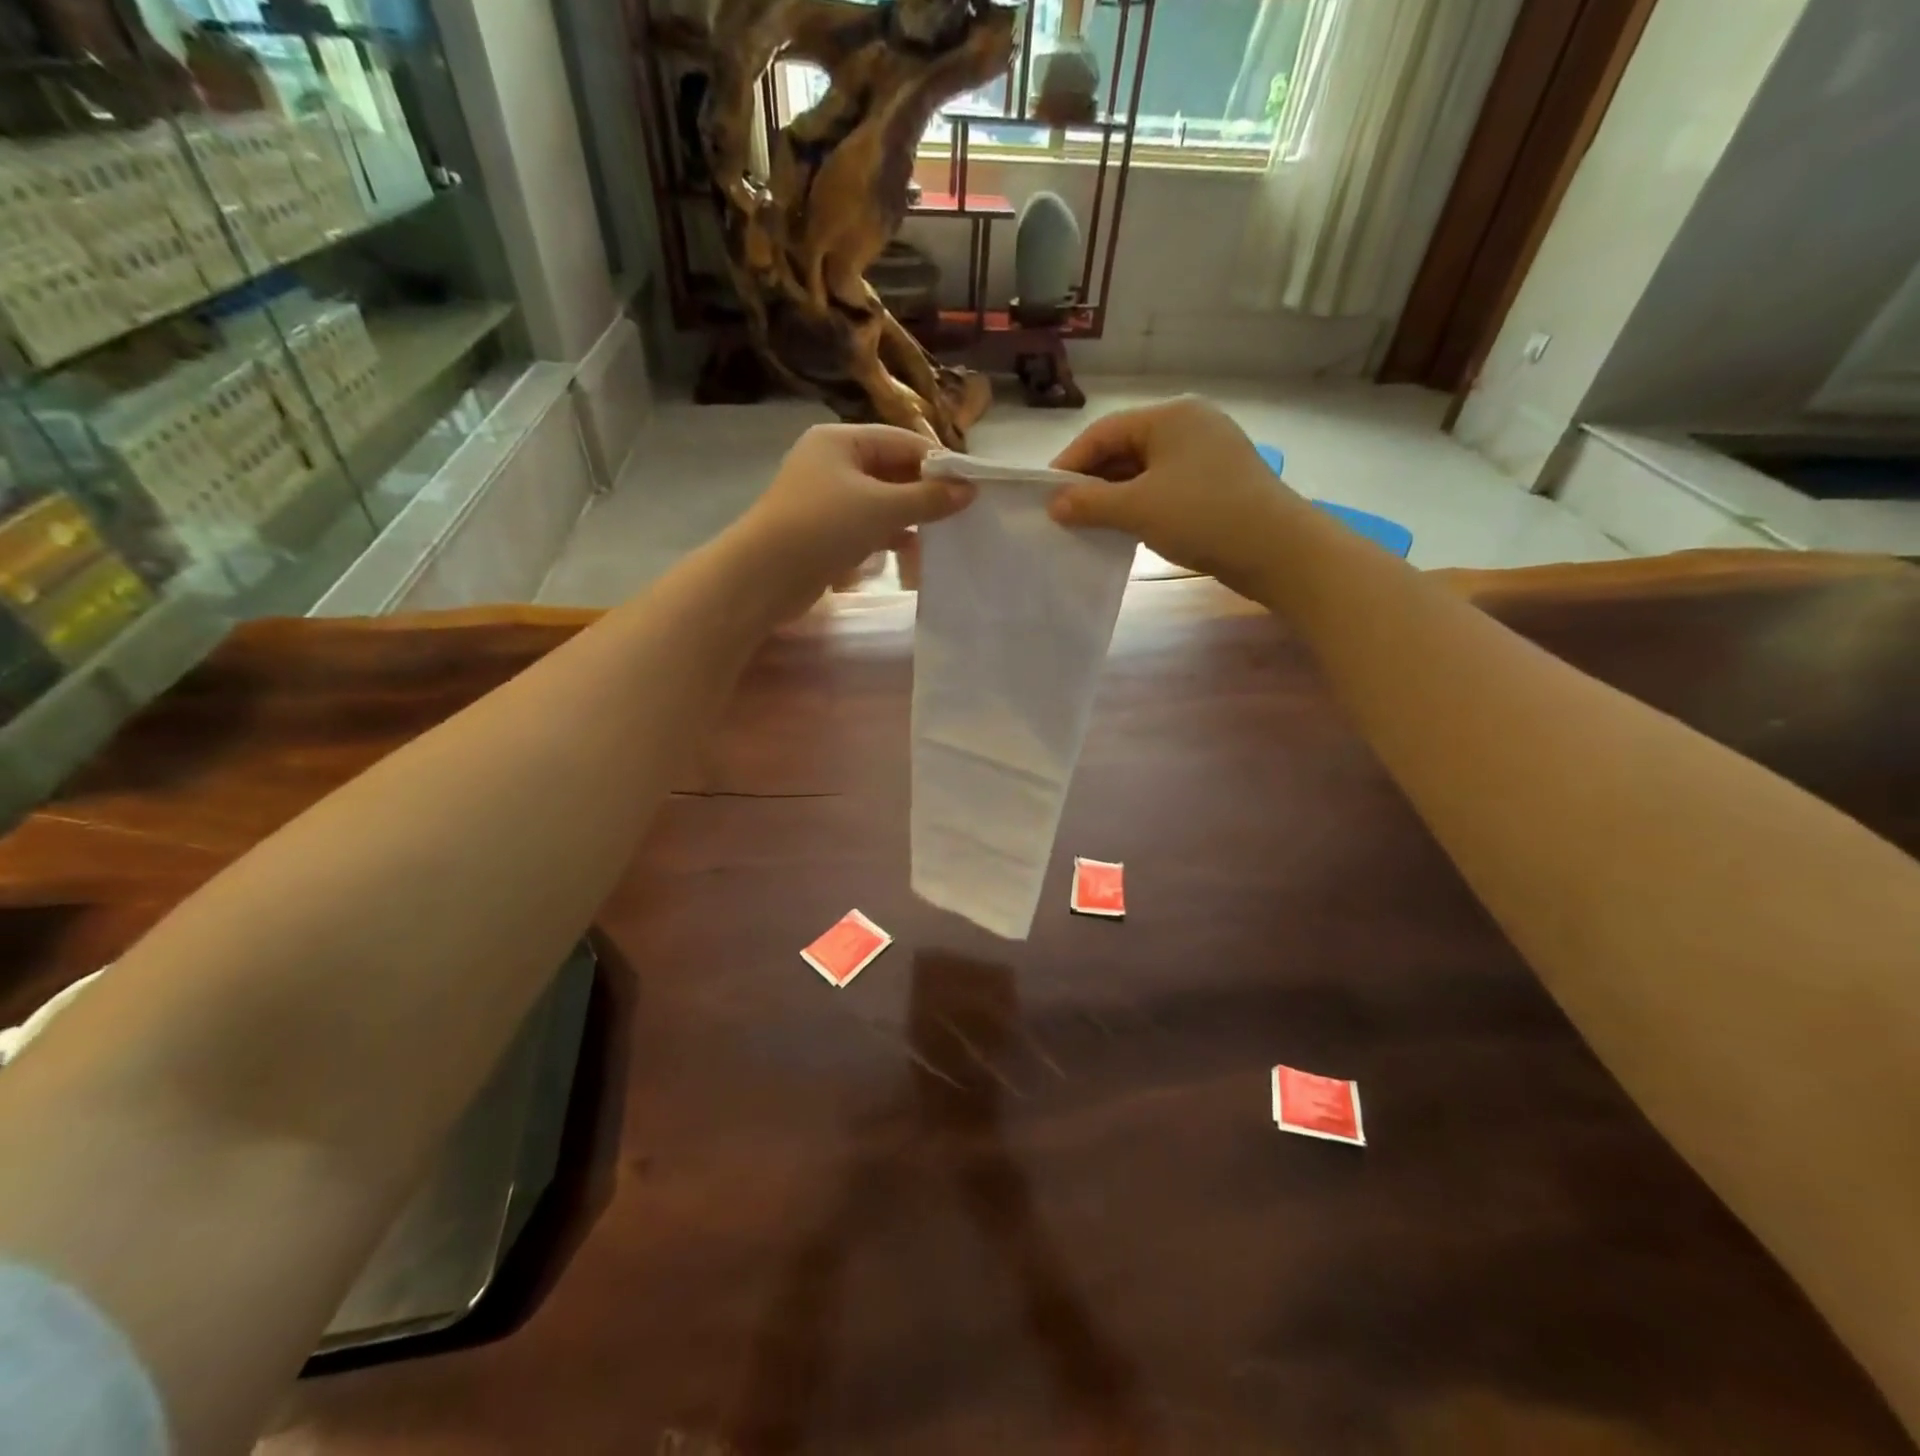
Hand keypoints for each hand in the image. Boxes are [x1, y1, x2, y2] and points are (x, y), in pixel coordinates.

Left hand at [732, 423, 974, 611]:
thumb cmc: (824, 527)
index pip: (902, 441)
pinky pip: (866, 525)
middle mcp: (832, 462)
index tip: (969, 487)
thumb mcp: (882, 508)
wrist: (765, 576)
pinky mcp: (823, 530)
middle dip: (924, 492)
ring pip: (880, 500)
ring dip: (909, 516)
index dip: (938, 462)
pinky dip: (889, 535)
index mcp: (841, 440)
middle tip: (959, 514)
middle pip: (891, 469)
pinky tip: (910, 551)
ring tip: (940, 534)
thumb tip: (969, 490)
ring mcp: (825, 497)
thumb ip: (928, 498)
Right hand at [1046, 396, 1302, 596]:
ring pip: (1145, 470)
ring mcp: (1207, 454)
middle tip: (1065, 514)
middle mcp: (1189, 425)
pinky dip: (1141, 504)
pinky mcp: (1217, 482)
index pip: (1104, 432)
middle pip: (1125, 448)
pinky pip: (1165, 487)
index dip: (1071, 463)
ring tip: (1090, 525)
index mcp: (1170, 416)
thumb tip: (1054, 504)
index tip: (1046, 495)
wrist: (1277, 549)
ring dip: (1115, 496)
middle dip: (1093, 481)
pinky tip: (1126, 528)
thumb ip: (1090, 503)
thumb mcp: (1137, 508)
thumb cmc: (1202, 515)